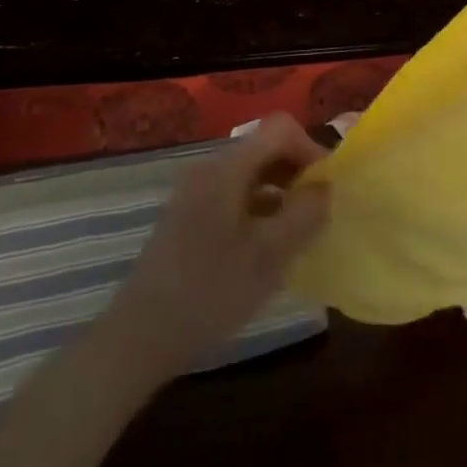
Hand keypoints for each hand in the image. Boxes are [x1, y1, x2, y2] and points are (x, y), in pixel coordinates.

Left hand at [106, 114, 331, 380]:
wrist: (138, 337)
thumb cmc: (209, 292)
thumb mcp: (269, 256)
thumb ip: (305, 214)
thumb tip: (326, 186)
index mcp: (227, 169)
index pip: (280, 129)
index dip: (311, 148)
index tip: (328, 187)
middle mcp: (209, 169)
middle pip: (265, 148)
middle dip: (298, 171)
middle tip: (318, 210)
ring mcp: (195, 192)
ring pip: (252, 173)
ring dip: (281, 191)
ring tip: (298, 230)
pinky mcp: (188, 215)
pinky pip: (235, 193)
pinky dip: (260, 207)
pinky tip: (268, 245)